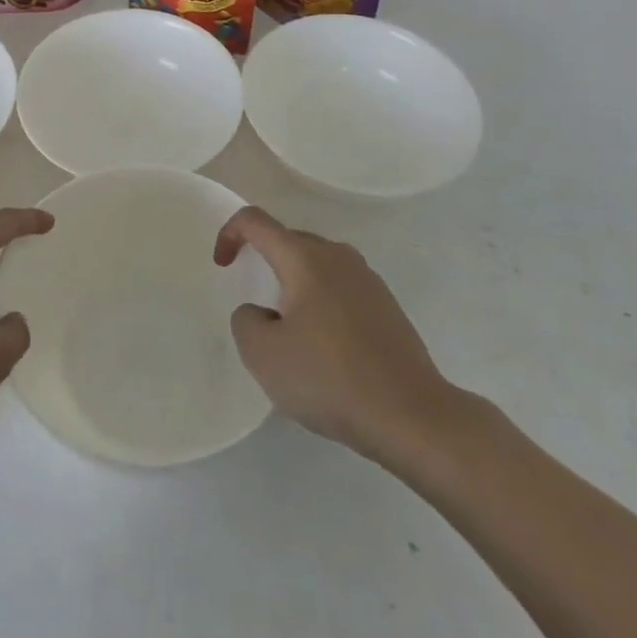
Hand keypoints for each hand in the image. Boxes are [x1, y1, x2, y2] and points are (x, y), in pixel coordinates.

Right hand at [215, 206, 466, 467]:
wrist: (413, 416)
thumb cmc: (331, 379)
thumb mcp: (264, 356)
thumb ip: (246, 321)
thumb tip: (261, 313)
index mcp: (305, 258)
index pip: (256, 221)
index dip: (230, 234)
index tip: (223, 265)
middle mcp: (337, 256)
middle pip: (289, 241)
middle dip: (265, 262)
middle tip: (257, 306)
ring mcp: (368, 280)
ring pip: (318, 266)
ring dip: (296, 286)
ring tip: (290, 330)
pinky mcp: (387, 307)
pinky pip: (341, 290)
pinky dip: (322, 305)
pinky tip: (326, 349)